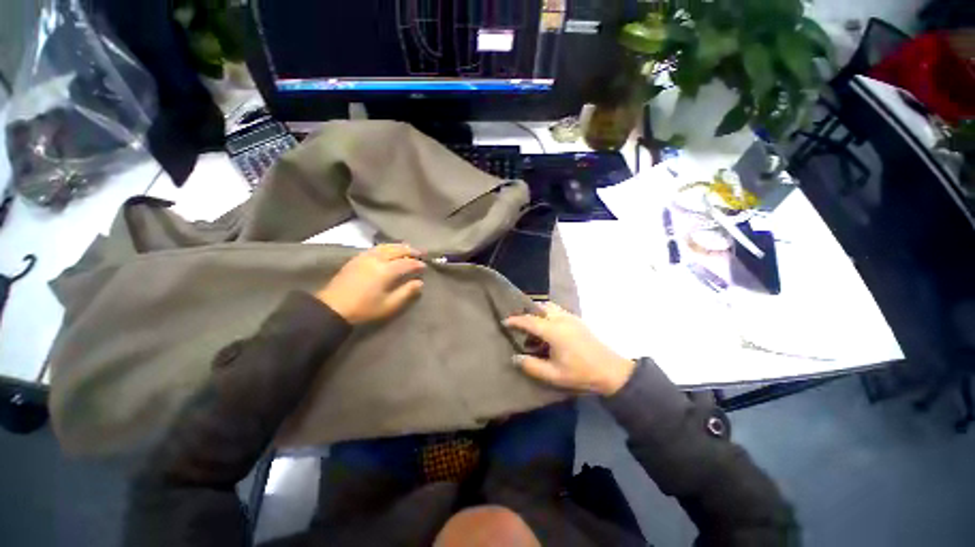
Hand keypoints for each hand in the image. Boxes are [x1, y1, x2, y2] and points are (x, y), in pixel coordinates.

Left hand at [316, 244, 424, 324]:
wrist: (333, 308)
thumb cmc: (364, 309)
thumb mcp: (389, 305)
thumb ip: (406, 292)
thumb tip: (420, 283)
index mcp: (386, 271)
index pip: (407, 263)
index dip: (417, 264)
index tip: (425, 267)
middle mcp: (377, 259)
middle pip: (397, 250)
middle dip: (411, 251)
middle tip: (421, 253)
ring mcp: (365, 256)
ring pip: (386, 246)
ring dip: (399, 247)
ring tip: (408, 249)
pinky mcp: (357, 258)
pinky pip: (376, 248)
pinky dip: (387, 247)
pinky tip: (389, 250)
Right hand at [504, 303, 635, 395]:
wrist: (611, 371)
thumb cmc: (581, 373)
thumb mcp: (553, 375)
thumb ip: (531, 366)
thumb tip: (515, 358)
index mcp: (554, 330)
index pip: (529, 320)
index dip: (515, 321)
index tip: (504, 322)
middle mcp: (561, 318)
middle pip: (540, 307)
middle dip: (527, 312)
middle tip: (519, 323)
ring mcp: (571, 317)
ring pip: (549, 307)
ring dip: (538, 312)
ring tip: (532, 326)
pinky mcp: (577, 320)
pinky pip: (557, 310)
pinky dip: (548, 314)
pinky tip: (548, 329)